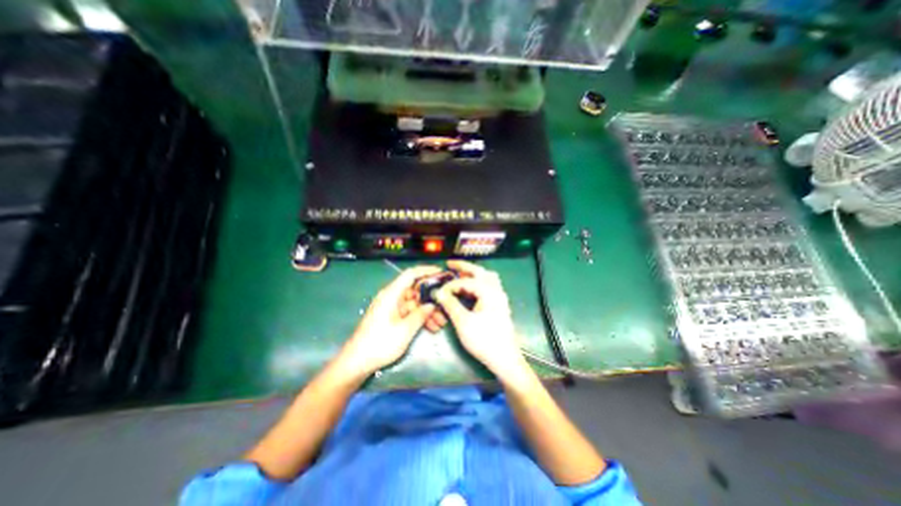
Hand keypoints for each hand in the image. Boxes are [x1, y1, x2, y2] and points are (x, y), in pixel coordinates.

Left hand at [342, 264, 441, 374]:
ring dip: (428, 311)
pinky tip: (432, 327)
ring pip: (415, 303)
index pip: (411, 274)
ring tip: (441, 323)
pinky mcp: (392, 317)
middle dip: (431, 298)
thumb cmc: (380, 343)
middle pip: (415, 290)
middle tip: (446, 305)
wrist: (357, 362)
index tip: (441, 273)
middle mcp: (392, 297)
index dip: (426, 271)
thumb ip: (420, 314)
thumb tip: (432, 305)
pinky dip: (420, 317)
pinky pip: (410, 312)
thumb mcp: (405, 330)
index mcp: (391, 294)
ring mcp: (392, 307)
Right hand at [435, 262, 529, 380]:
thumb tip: (439, 293)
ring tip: (460, 274)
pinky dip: (478, 283)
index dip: (451, 285)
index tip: (440, 292)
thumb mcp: (463, 322)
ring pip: (487, 277)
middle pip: (480, 271)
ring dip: (473, 274)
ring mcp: (500, 297)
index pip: (466, 281)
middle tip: (450, 264)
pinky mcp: (499, 305)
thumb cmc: (484, 340)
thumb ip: (450, 305)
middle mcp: (497, 290)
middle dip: (464, 267)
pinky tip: (470, 289)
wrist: (505, 359)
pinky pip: (489, 286)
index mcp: (489, 292)